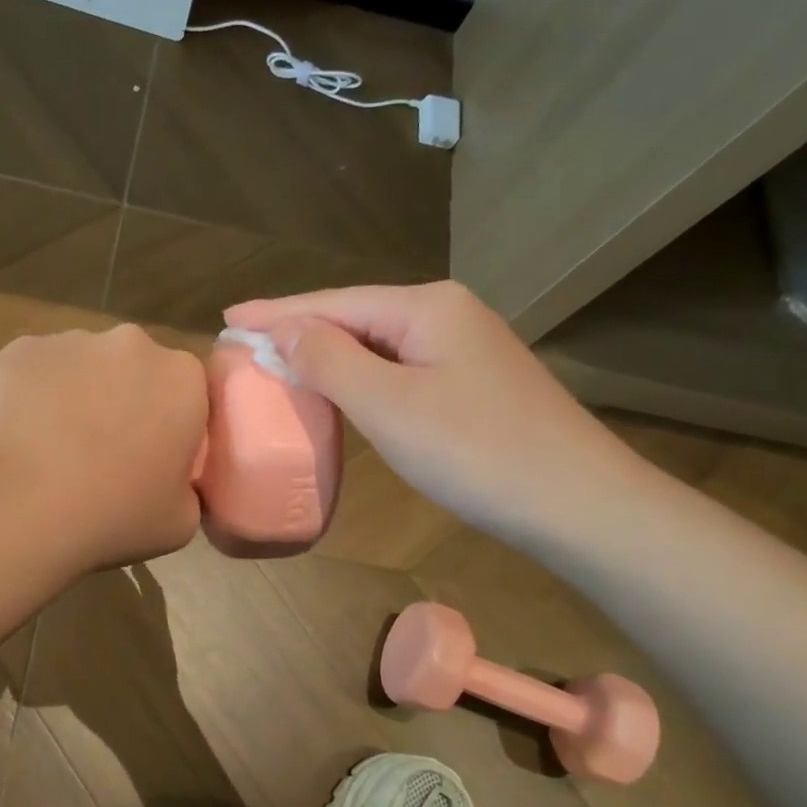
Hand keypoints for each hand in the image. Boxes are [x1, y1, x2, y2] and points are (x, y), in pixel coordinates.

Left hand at [0, 324, 208, 572]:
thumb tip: (169, 479)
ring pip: (83, 367)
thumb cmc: (111, 515)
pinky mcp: (20, 348)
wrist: (16, 505)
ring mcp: (72, 341)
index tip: (152, 461)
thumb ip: (186, 487)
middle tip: (102, 453)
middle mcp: (132, 344)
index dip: (170, 427)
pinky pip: (36, 371)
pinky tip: (17, 437)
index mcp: (182, 379)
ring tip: (51, 448)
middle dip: (124, 401)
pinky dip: (32, 395)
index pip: (188, 394)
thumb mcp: (179, 522)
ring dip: (77, 396)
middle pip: (135, 371)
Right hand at [224, 282, 639, 543]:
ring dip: (327, 353)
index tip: (226, 316)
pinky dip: (359, 377)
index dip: (276, 311)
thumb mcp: (388, 405)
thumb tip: (286, 329)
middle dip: (299, 329)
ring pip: (376, 343)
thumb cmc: (476, 451)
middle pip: (354, 316)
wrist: (579, 504)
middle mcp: (446, 314)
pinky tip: (340, 387)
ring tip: (278, 361)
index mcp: (425, 307)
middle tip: (245, 342)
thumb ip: (329, 361)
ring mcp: (464, 348)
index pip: (332, 302)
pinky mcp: (472, 382)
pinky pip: (398, 368)